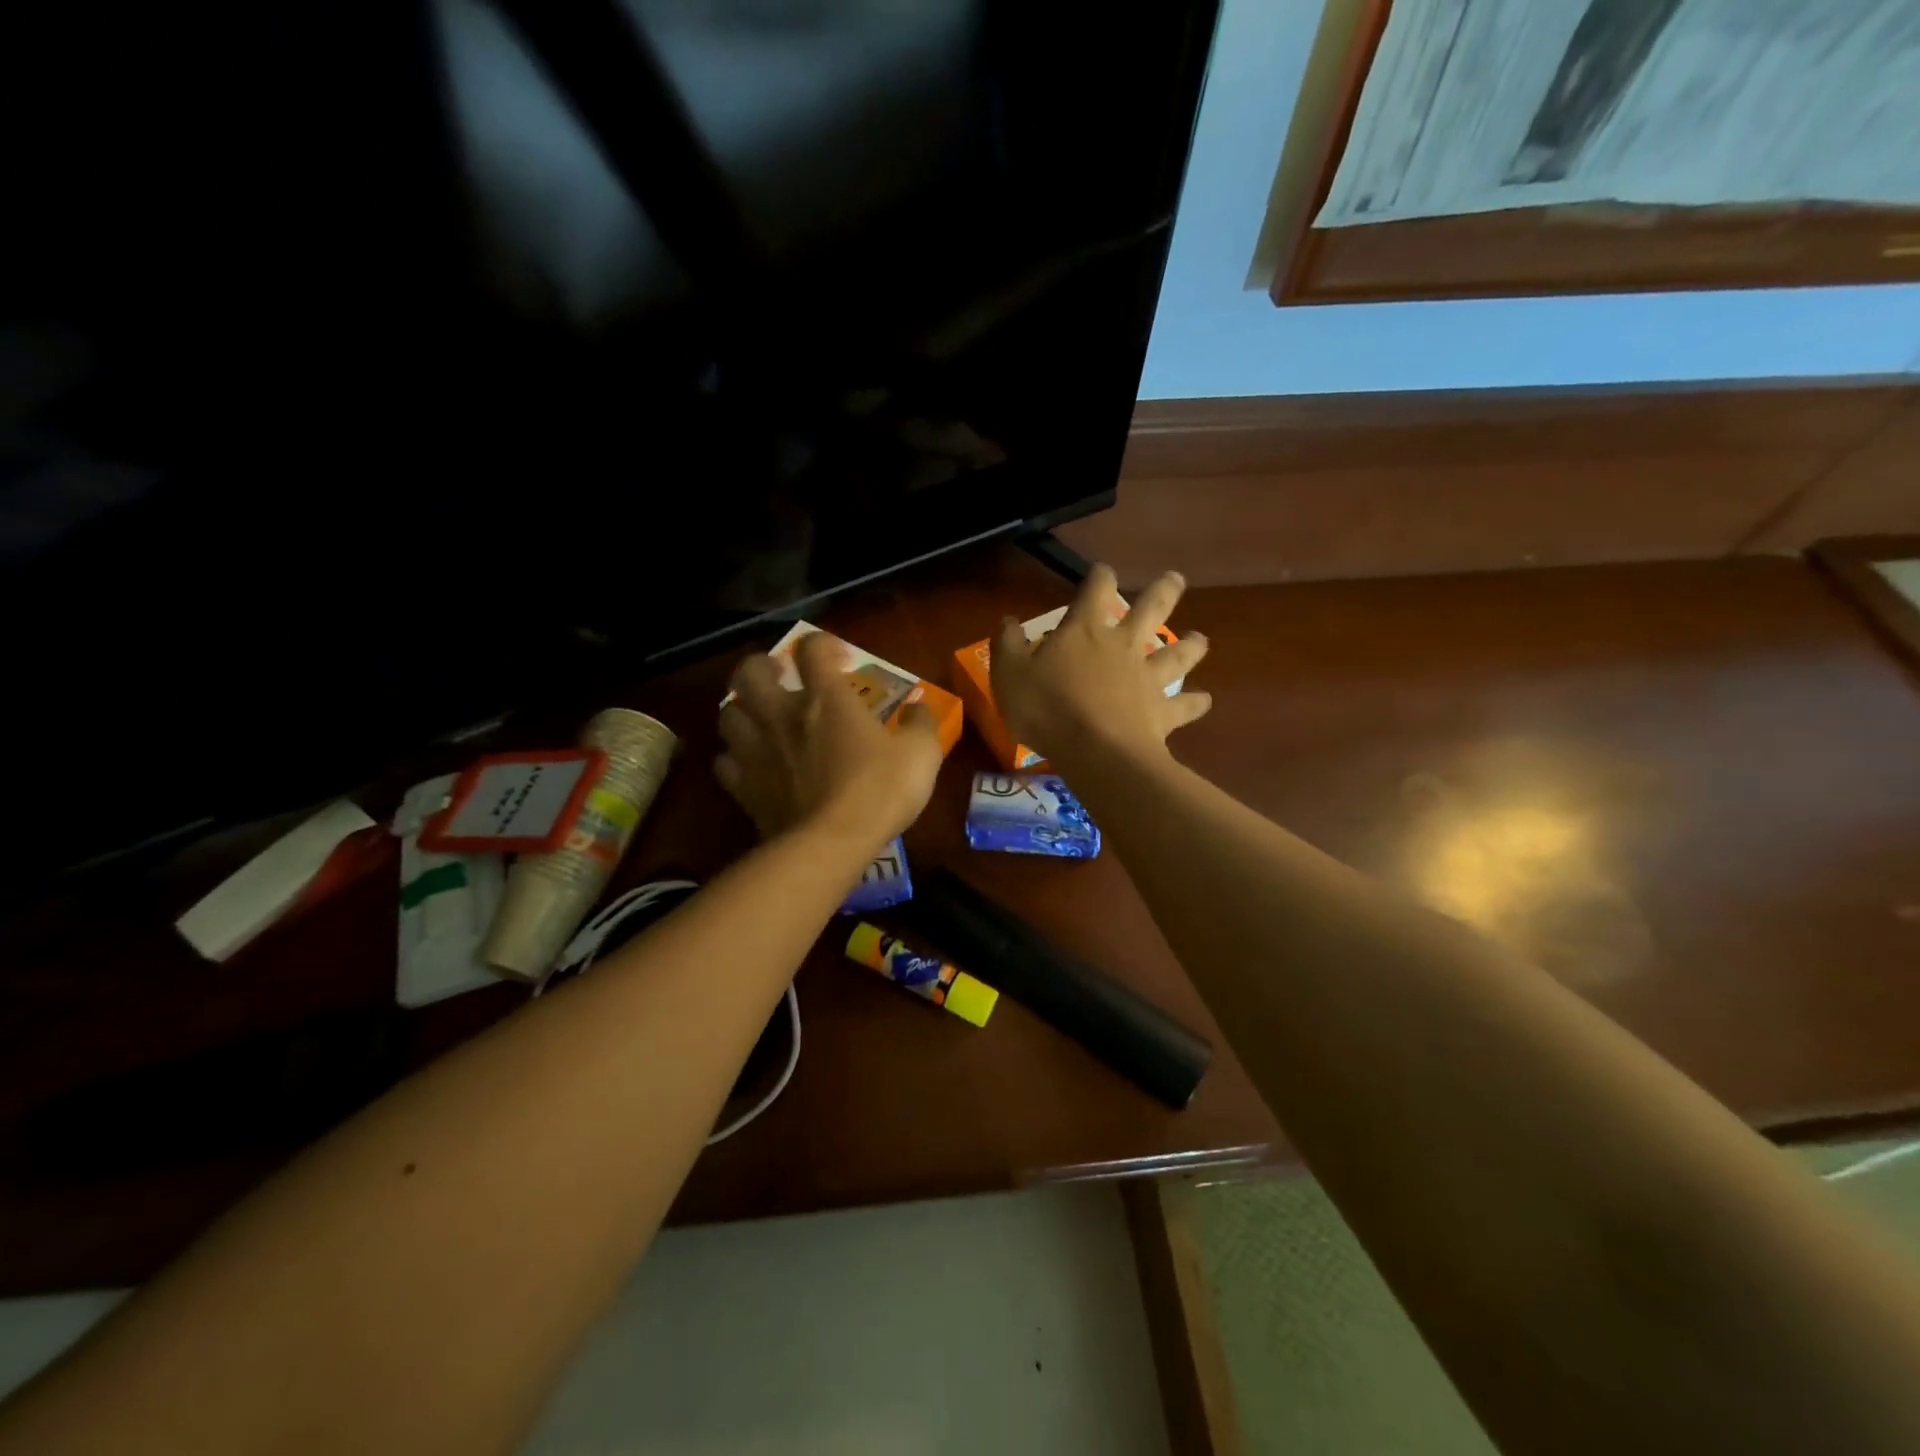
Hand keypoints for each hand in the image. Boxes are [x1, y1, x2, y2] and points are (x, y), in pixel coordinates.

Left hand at [716, 631, 943, 848]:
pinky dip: (735, 757)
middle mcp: (782, 714)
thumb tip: (919, 709)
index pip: (812, 648)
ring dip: (743, 710)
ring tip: (761, 718)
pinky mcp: (743, 788)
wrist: (831, 843)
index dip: (823, 644)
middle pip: (749, 672)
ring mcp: (756, 751)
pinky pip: (724, 762)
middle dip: (762, 666)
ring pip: (728, 713)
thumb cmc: (879, 791)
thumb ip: (920, 725)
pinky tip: (751, 764)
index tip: (839, 658)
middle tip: (781, 678)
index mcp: (826, 698)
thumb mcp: (921, 754)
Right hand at [989, 564, 1210, 764]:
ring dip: (1192, 645)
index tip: (1102, 571)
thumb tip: (1008, 621)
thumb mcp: (1009, 675)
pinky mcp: (1163, 712)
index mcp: (1085, 631)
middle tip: (1176, 579)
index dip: (1100, 576)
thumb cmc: (1047, 709)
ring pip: (1178, 653)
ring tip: (1200, 639)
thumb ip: (1008, 645)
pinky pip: (1185, 705)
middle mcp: (1124, 645)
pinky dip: (1196, 702)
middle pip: (1151, 609)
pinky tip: (1205, 700)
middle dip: (1164, 591)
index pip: (1096, 589)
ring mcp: (1148, 678)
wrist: (1096, 751)